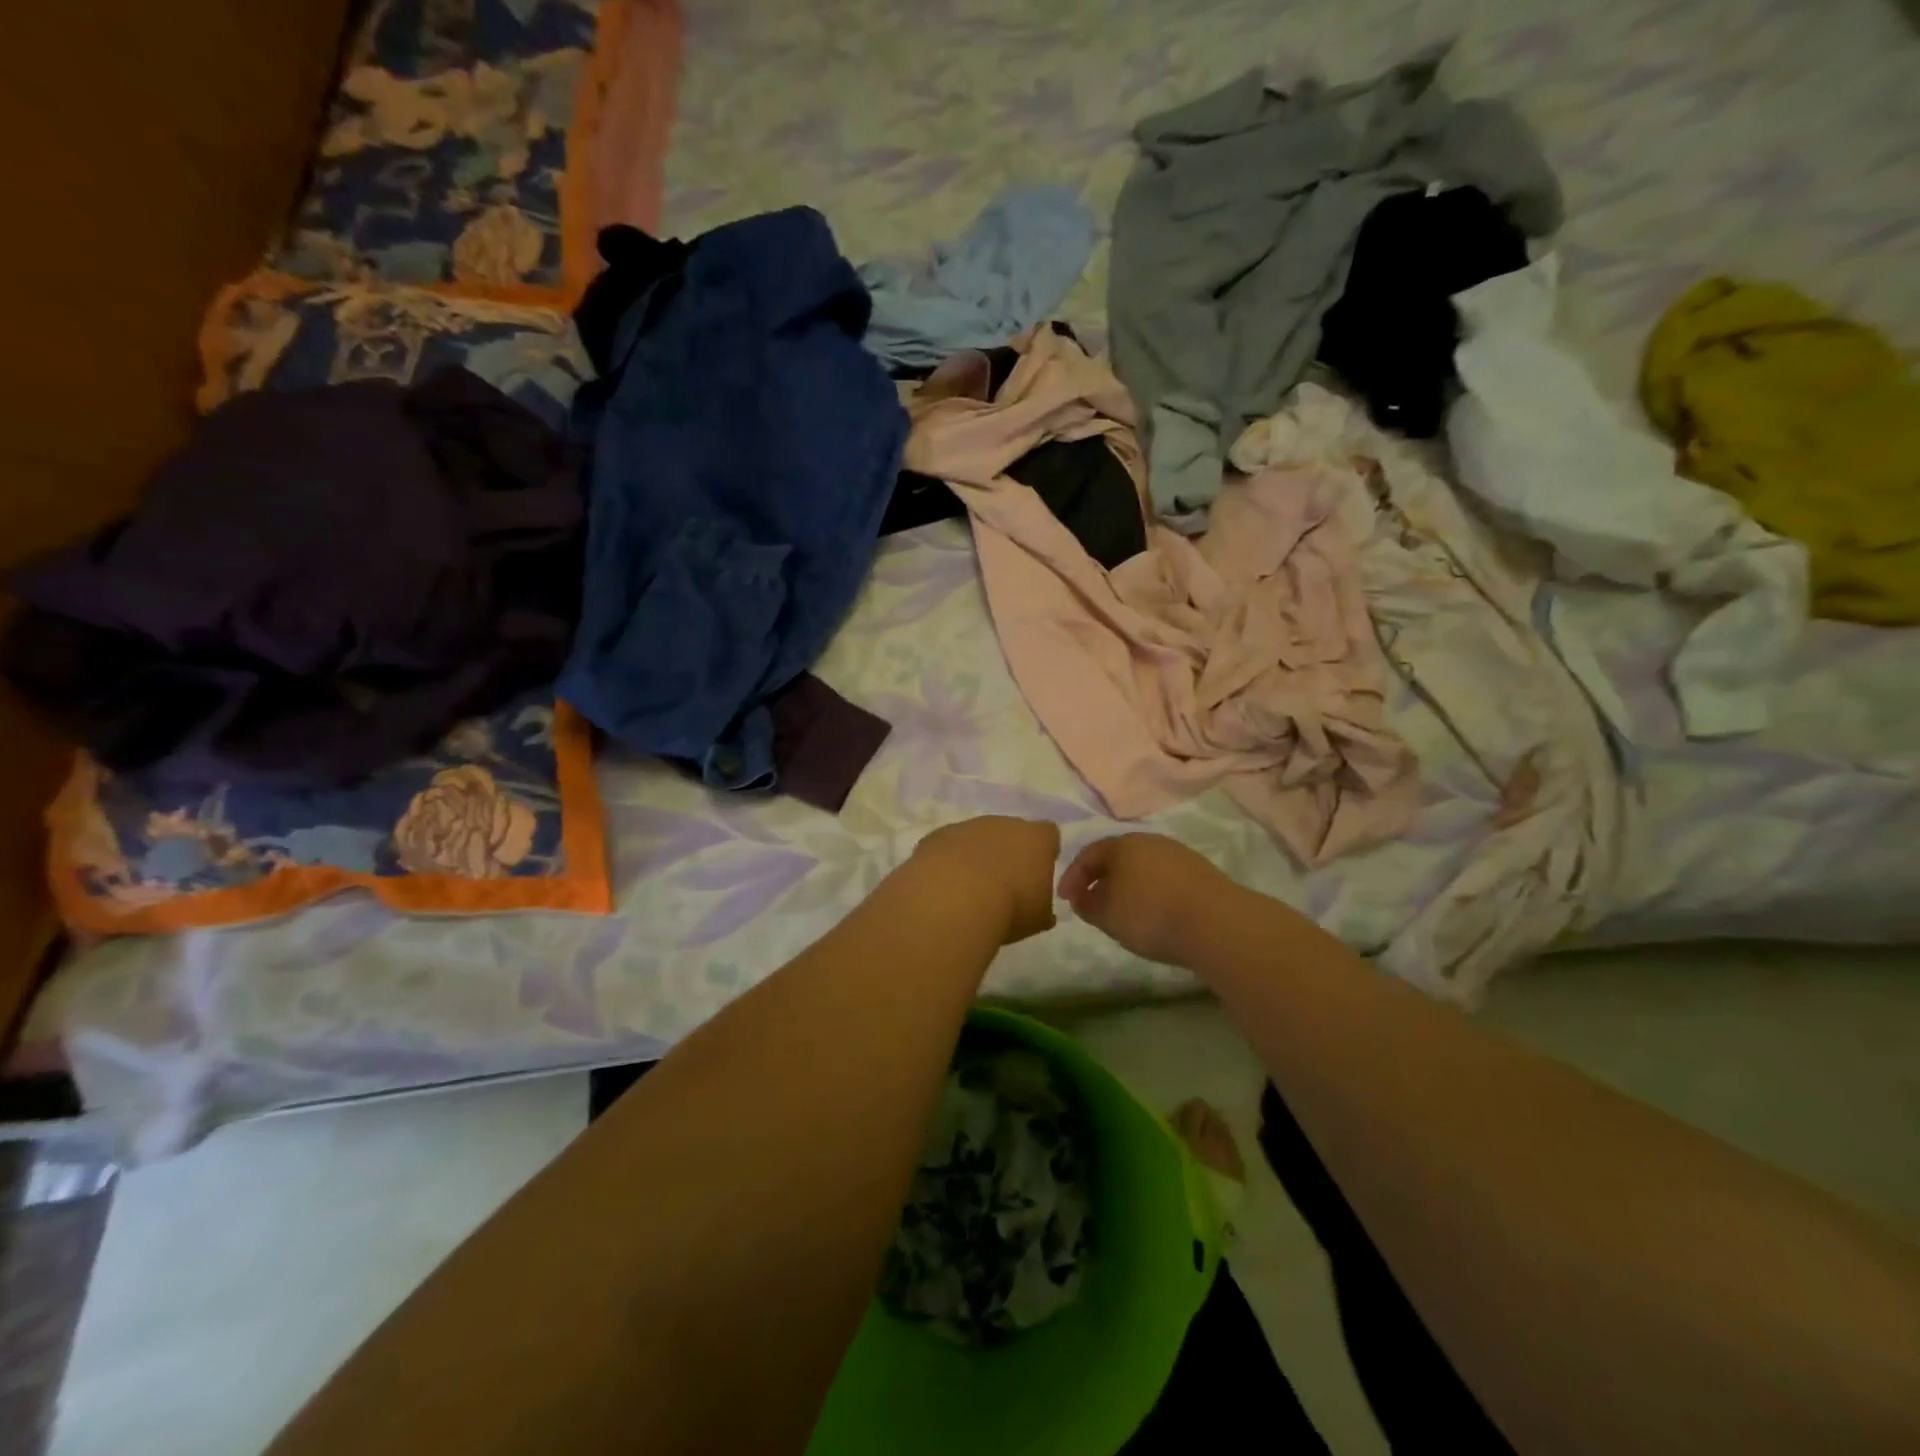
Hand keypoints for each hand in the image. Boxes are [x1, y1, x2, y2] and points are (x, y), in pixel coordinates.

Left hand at [911, 817, 1060, 944]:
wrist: (954, 900)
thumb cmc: (1009, 908)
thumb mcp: (1037, 919)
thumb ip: (1042, 909)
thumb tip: (1042, 912)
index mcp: (1035, 839)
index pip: (1048, 835)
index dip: (1043, 852)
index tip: (1036, 874)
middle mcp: (1003, 824)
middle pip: (1010, 832)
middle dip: (1008, 853)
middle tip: (1003, 885)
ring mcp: (967, 827)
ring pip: (976, 837)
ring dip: (975, 857)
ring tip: (969, 890)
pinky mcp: (937, 836)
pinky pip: (947, 846)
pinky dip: (948, 862)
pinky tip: (944, 887)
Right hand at [1058, 834, 1241, 966]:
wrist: (1217, 923)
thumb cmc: (1151, 915)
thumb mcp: (1107, 915)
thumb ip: (1087, 904)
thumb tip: (1082, 897)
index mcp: (1122, 844)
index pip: (1088, 854)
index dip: (1073, 877)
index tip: (1065, 900)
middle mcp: (1150, 841)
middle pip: (1117, 857)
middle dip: (1101, 879)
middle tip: (1092, 902)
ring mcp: (1178, 854)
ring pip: (1142, 867)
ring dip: (1127, 886)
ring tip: (1122, 911)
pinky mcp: (1200, 872)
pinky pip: (1163, 878)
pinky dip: (1151, 892)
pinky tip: (1153, 913)